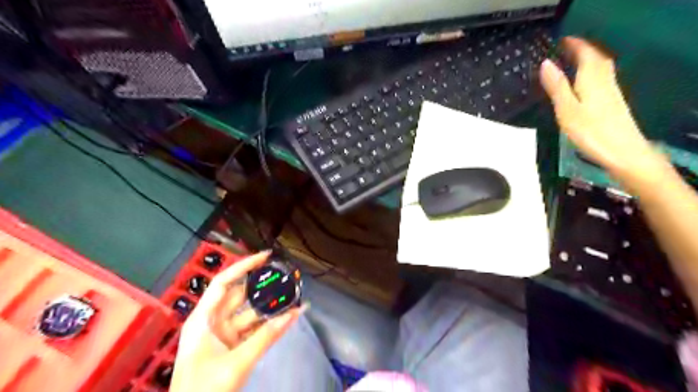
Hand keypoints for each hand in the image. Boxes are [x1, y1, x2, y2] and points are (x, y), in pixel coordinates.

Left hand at [170, 252, 304, 391]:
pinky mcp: (232, 348)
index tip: (267, 257)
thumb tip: (295, 312)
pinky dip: (268, 325)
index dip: (244, 266)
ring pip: (249, 314)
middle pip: (240, 296)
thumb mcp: (236, 363)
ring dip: (269, 307)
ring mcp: (223, 336)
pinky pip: (253, 330)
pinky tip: (287, 318)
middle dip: (262, 287)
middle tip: (286, 277)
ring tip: (292, 296)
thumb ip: (266, 337)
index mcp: (203, 319)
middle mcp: (212, 322)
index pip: (224, 282)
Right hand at [539, 36, 663, 179]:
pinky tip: (584, 82)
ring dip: (588, 60)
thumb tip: (546, 63)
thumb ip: (557, 86)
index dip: (574, 45)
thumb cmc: (591, 131)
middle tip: (564, 49)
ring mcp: (610, 91)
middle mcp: (604, 81)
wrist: (623, 151)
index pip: (585, 53)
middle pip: (596, 58)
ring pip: (600, 67)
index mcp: (591, 79)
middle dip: (582, 50)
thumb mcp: (567, 109)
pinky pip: (601, 78)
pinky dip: (591, 72)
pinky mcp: (612, 102)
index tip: (560, 41)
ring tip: (572, 61)